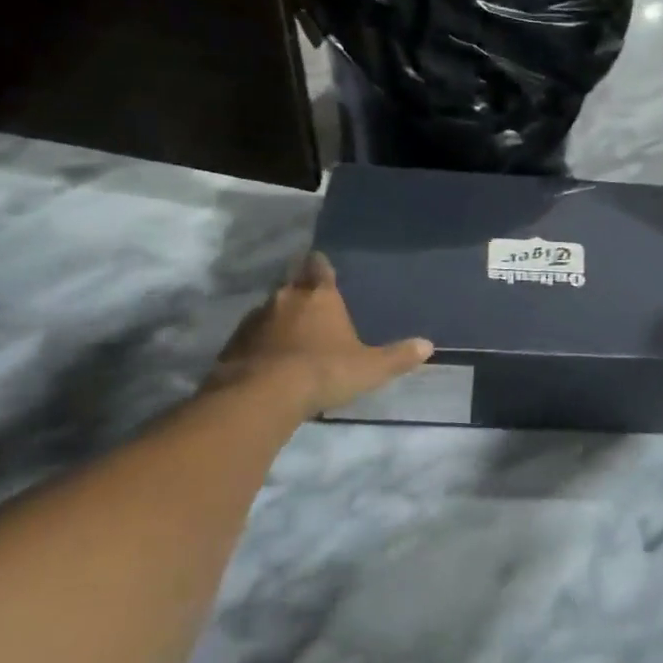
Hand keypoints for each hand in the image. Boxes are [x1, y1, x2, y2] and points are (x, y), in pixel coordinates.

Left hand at [206, 252, 432, 416]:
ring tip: (290, 339)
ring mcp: (255, 320)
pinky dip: (260, 345)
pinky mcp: (233, 344)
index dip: (321, 267)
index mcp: (320, 296)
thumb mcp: (370, 368)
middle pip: (292, 286)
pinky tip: (268, 362)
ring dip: (278, 321)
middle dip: (300, 294)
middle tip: (311, 307)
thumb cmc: (324, 371)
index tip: (322, 267)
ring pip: (269, 311)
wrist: (262, 395)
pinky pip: (251, 338)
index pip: (319, 267)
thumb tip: (429, 345)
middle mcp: (285, 298)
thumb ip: (397, 356)